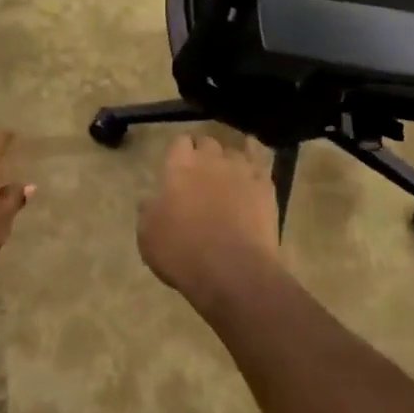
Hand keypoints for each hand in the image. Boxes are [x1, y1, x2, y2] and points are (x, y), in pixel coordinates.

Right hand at [138, 135, 279, 308]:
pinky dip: (256, 169)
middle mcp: (211, 160)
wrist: (232, 271)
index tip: (178, 165)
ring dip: (230, 162)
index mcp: (180, 166)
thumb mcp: (148, 236)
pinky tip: (255, 175)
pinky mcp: (265, 188)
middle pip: (208, 142)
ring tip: (228, 178)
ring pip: (235, 153)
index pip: (180, 142)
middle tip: (201, 173)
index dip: (180, 152)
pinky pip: (261, 167)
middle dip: (204, 153)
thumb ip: (148, 211)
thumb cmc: (182, 252)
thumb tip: (149, 200)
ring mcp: (242, 171)